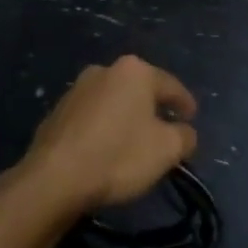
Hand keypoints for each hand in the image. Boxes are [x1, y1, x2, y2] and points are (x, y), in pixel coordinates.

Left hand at [21, 56, 197, 213]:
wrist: (55, 176)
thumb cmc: (119, 155)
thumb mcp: (167, 149)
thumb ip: (184, 136)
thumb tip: (184, 132)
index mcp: (134, 71)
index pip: (170, 85)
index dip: (185, 103)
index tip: (192, 117)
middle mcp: (104, 70)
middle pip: (139, 90)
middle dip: (153, 108)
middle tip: (165, 130)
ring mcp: (77, 89)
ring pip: (113, 102)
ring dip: (125, 118)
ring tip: (134, 141)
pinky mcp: (57, 112)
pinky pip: (92, 117)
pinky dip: (103, 129)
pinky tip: (106, 149)